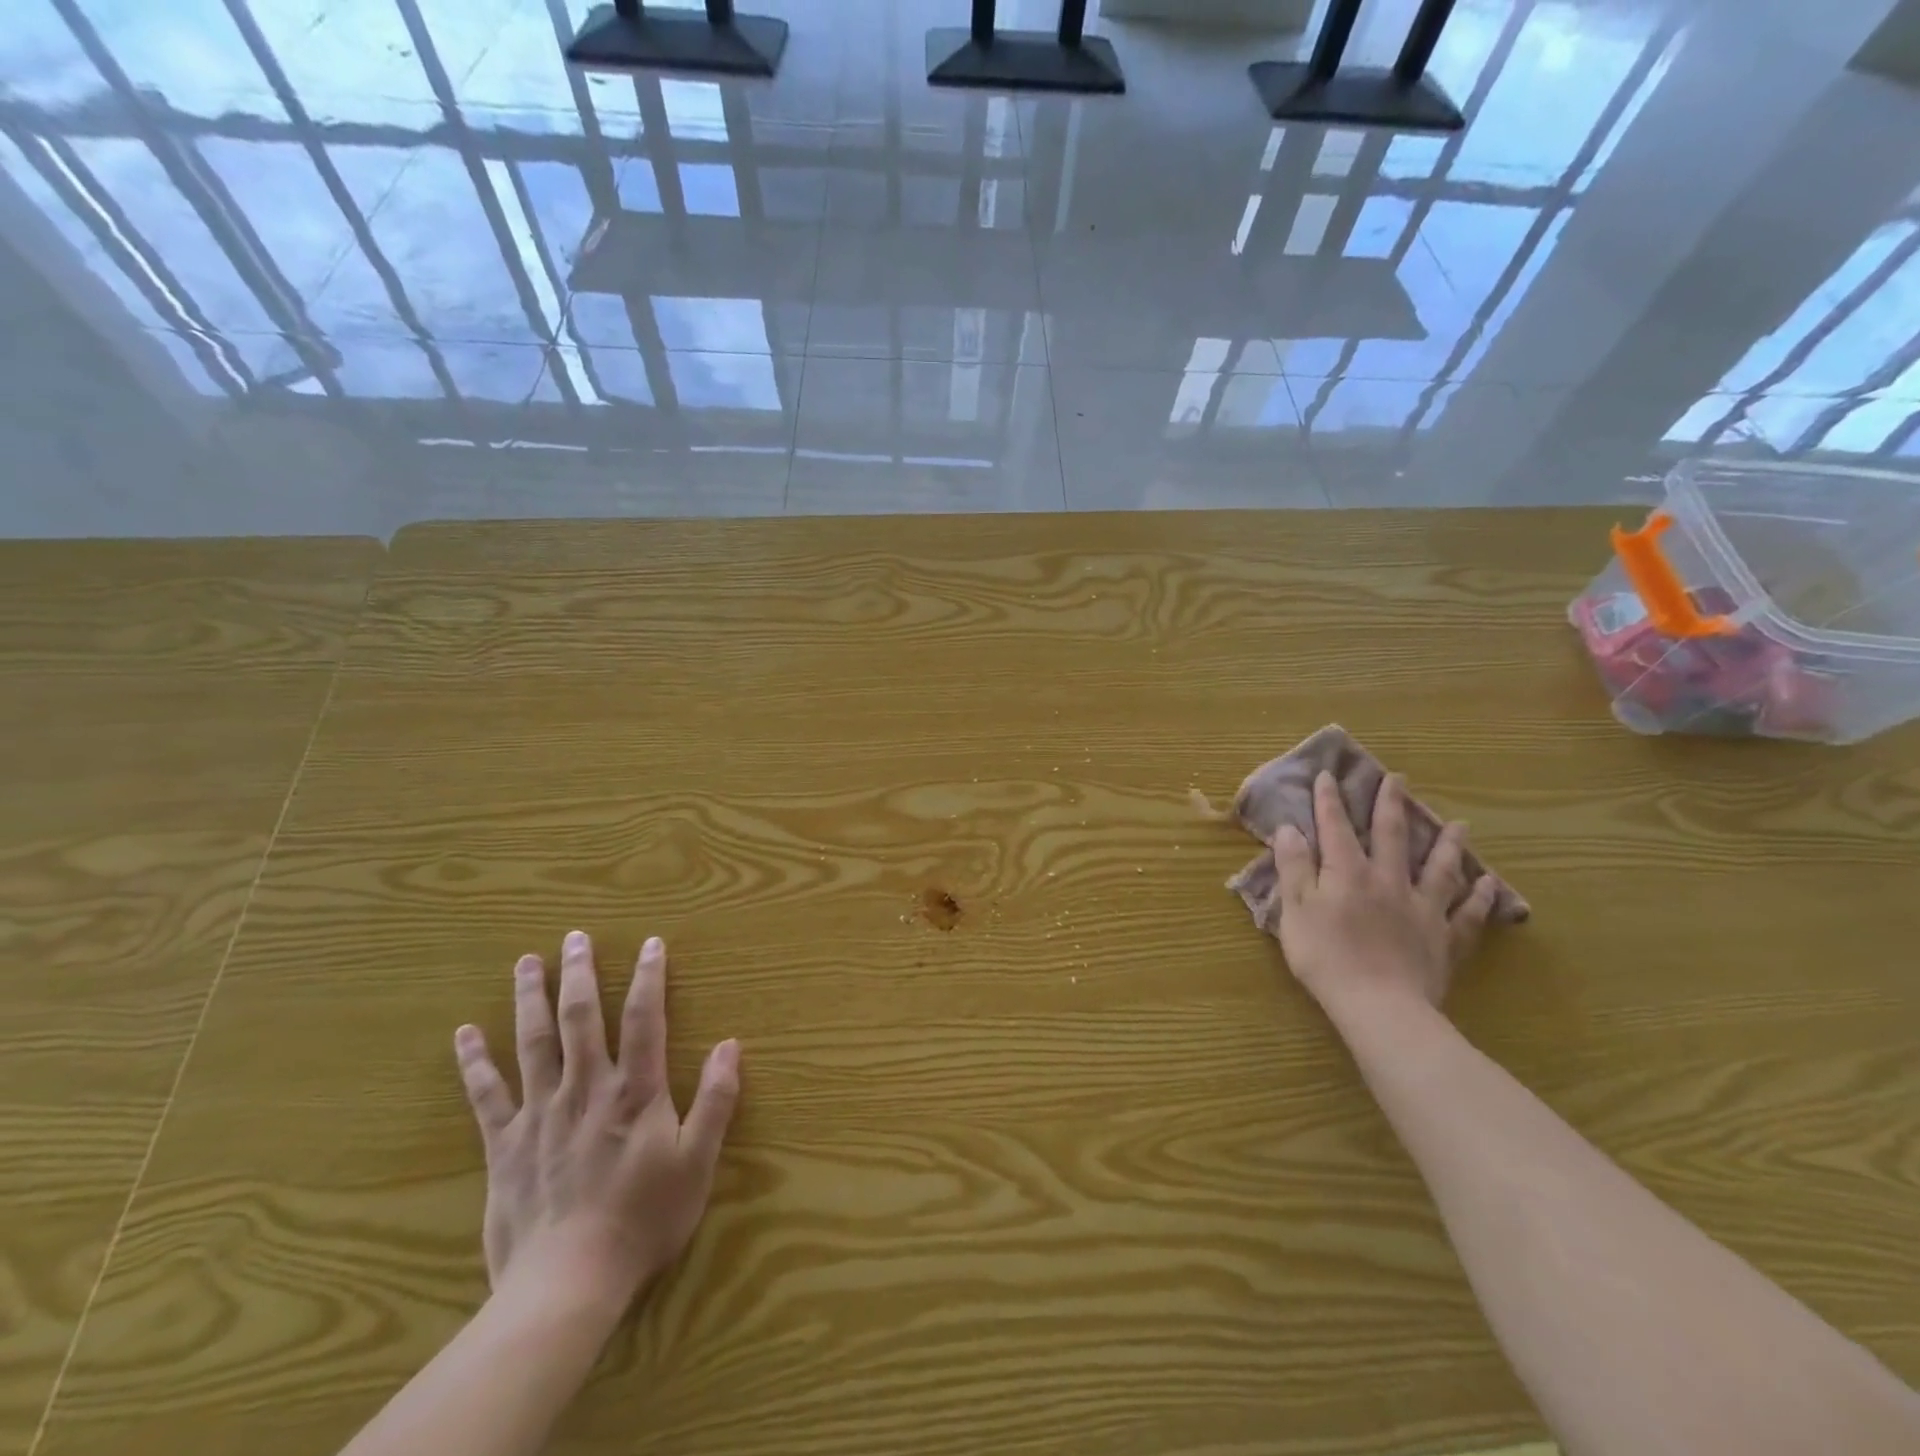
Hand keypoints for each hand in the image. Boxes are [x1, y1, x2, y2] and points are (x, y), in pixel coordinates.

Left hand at [454, 931, 739, 1318]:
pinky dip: (475, 1062)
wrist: (567, 1284)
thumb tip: (730, 1044)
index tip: (650, 942)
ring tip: (527, 961)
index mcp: (634, 1091)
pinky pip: (487, 1095)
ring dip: (530, 998)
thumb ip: (715, 1100)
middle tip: (575, 937)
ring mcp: (541, 1114)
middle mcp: (586, 1089)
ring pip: (533, 1043)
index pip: (644, 1019)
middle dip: (580, 973)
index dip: (649, 977)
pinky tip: (465, 1033)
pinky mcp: (505, 1144)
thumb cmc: (643, 1220)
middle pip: (581, 1018)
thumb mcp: (696, 1162)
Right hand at [1271, 771, 1497, 1021]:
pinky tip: (1488, 884)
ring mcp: (1422, 908)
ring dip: (1447, 843)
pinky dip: (1478, 897)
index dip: (1330, 801)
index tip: (1329, 775)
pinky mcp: (1444, 939)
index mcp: (1348, 873)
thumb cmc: (1326, 957)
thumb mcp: (1295, 910)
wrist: (1379, 1006)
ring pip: (1438, 868)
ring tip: (1459, 824)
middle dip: (1391, 805)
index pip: (1336, 828)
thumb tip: (1290, 828)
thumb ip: (1293, 867)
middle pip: (1392, 835)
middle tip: (1398, 779)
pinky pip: (1467, 913)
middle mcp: (1388, 880)